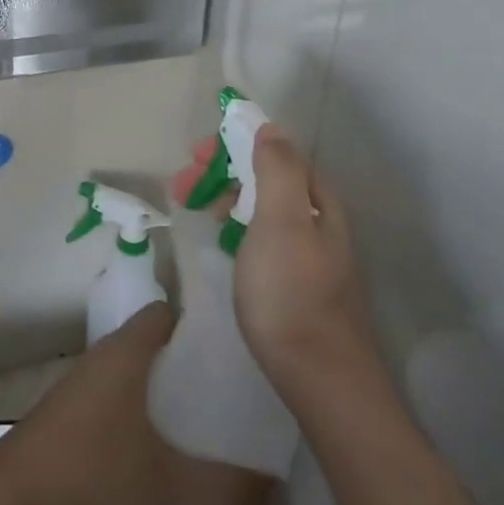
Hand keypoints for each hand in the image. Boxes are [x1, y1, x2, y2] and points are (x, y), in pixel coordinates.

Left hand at [0, 304, 274, 504]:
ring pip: (134, 370)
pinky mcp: (71, 409)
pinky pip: (117, 393)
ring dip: (164, 387)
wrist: (11, 498)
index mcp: (126, 351)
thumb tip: (279, 491)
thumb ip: (224, 488)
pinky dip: (141, 406)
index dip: (199, 321)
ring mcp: (84, 382)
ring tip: (205, 417)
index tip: (235, 346)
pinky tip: (161, 444)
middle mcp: (104, 355)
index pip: (167, 313)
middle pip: (153, 341)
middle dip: (189, 361)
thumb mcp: (165, 485)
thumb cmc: (91, 471)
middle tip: (231, 390)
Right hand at [175, 126, 376, 392]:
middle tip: (183, 182)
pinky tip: (224, 240)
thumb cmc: (291, 292)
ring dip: (227, 196)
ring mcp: (311, 252)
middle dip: (224, 171)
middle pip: (267, 178)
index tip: (195, 155)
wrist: (319, 376)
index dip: (234, 144)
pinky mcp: (299, 281)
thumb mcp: (282, 221)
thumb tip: (269, 128)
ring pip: (264, 207)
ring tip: (196, 207)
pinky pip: (264, 235)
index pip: (274, 151)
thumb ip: (277, 170)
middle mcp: (318, 219)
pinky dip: (238, 225)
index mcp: (316, 200)